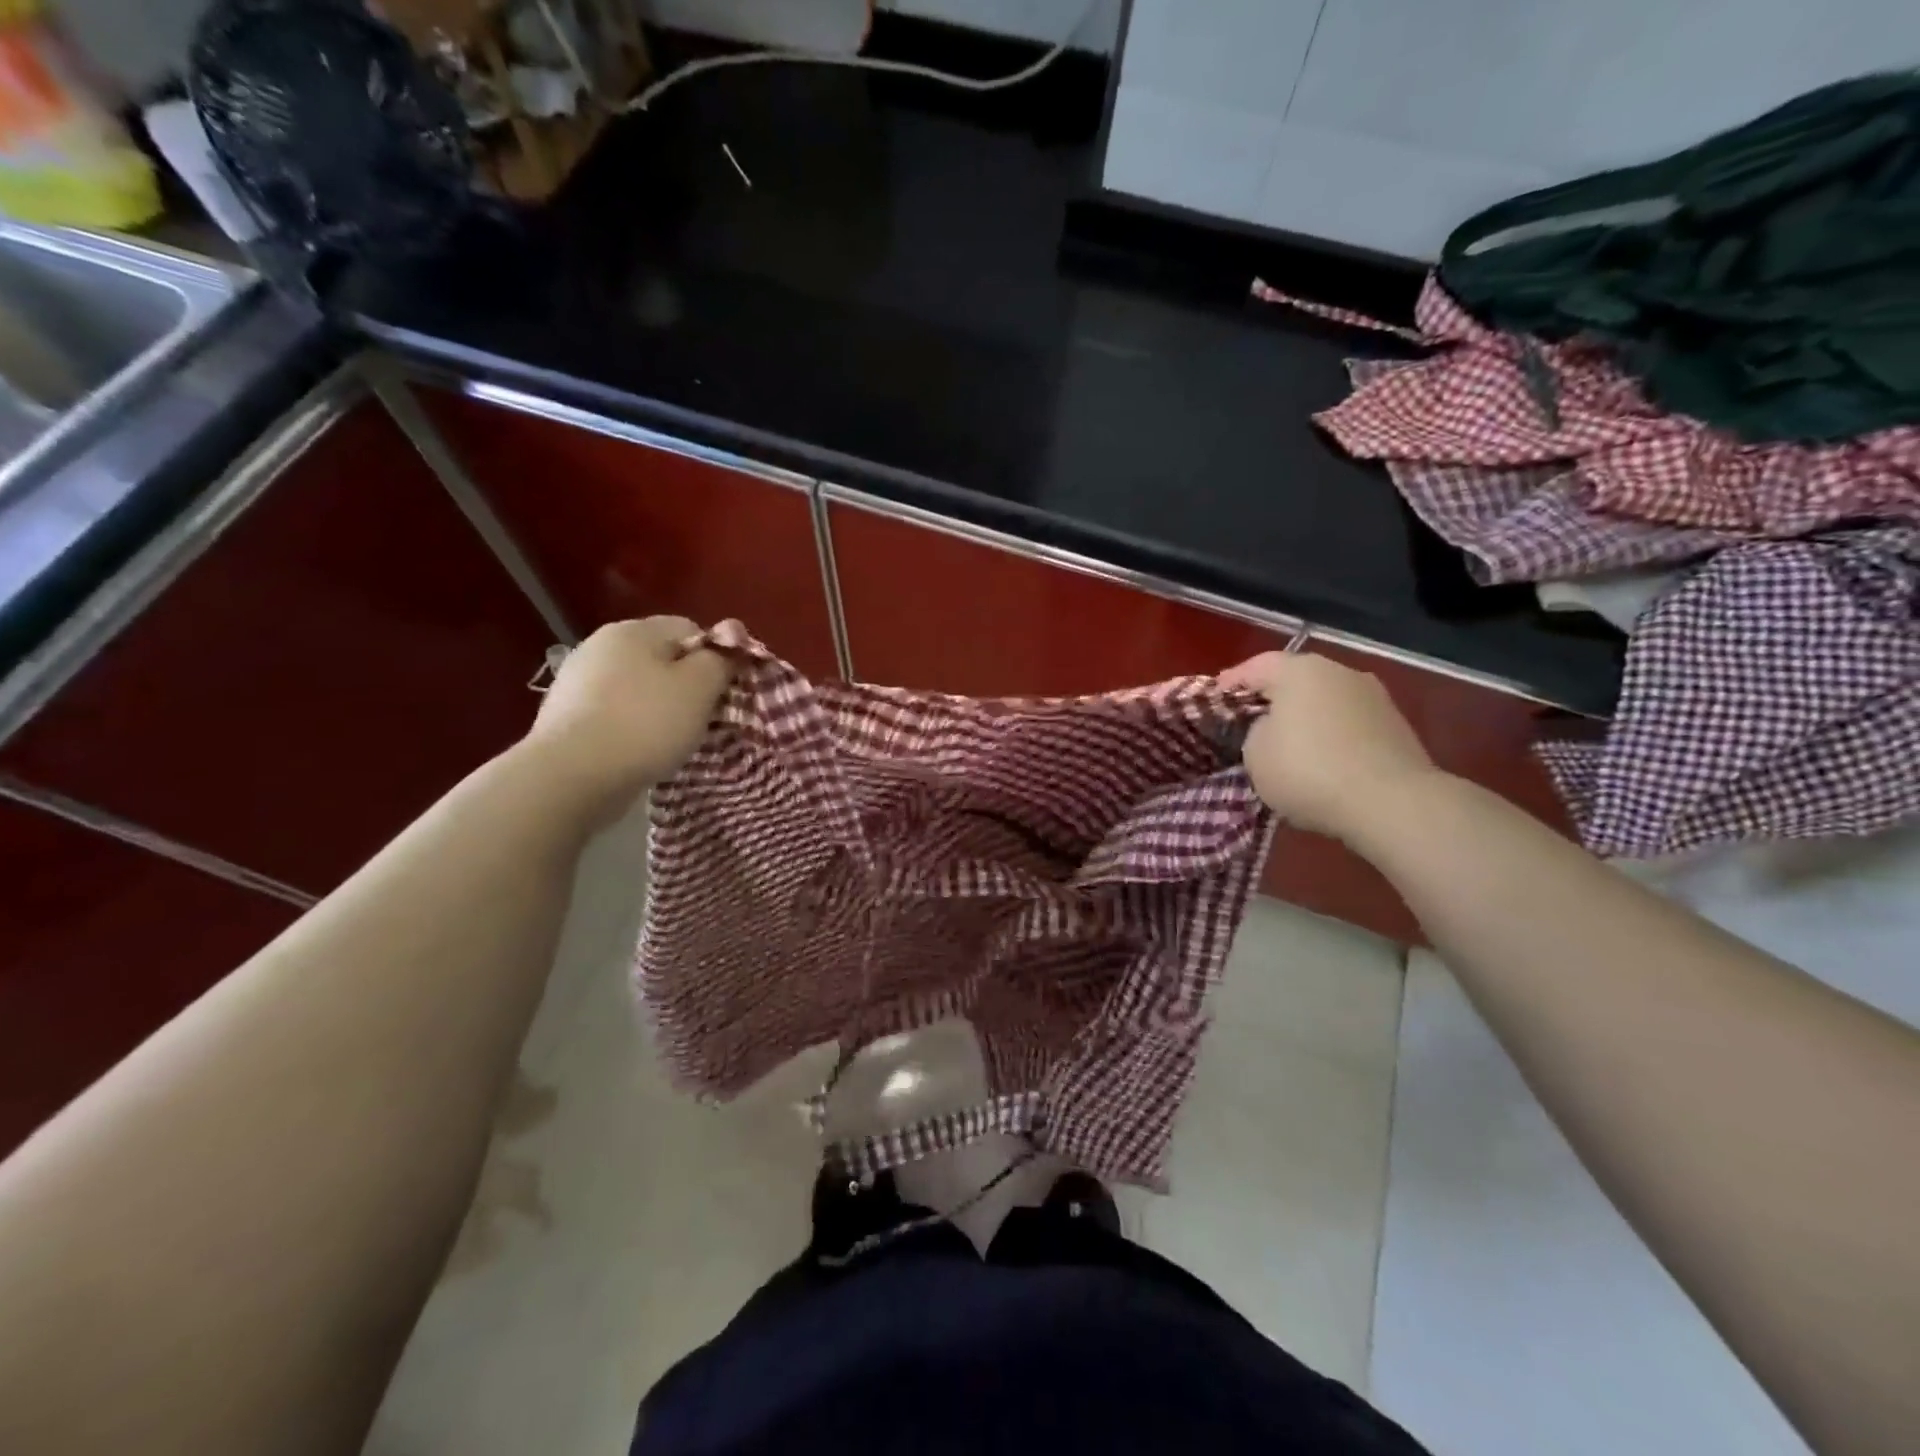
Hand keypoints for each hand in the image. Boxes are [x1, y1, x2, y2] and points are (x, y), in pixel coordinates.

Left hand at [523, 617, 735, 817]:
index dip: (715, 658)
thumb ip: (721, 659)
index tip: (724, 692)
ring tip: (673, 740)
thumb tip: (732, 640)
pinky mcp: (567, 716)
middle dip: (688, 685)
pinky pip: (617, 713)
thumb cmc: (646, 723)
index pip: (691, 629)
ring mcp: (578, 681)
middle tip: (704, 719)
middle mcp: (601, 645)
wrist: (572, 776)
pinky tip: (641, 751)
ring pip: (640, 688)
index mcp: (634, 630)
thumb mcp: (700, 687)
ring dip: (660, 708)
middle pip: (663, 658)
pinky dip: (634, 727)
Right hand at [1222, 649, 1438, 844]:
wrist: (1392, 803)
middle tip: (1247, 722)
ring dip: (1303, 718)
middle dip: (1270, 699)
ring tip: (1285, 744)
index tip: (1213, 702)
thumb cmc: (1308, 771)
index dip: (1229, 684)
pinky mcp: (1395, 726)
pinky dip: (1329, 736)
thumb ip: (1254, 731)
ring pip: (1323, 701)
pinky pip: (1347, 724)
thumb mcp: (1255, 754)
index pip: (1254, 667)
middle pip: (1293, 680)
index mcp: (1300, 670)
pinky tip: (1320, 760)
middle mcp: (1339, 672)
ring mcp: (1373, 696)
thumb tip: (1271, 728)